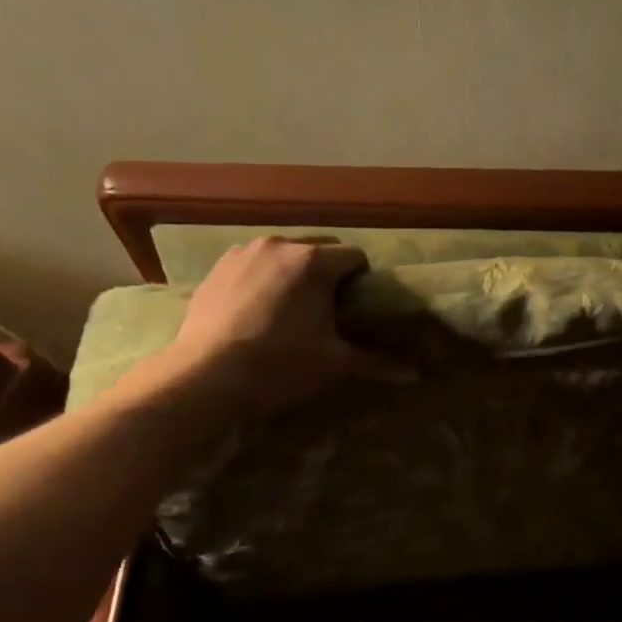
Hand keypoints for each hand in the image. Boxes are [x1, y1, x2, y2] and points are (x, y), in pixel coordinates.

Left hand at [161, 237, 407, 416]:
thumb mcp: (333, 364)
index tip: (357, 310)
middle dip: (328, 275)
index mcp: (314, 261)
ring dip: (294, 275)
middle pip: (319, 250)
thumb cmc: (279, 366)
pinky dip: (262, 280)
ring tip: (289, 312)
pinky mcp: (217, 268)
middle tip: (326, 313)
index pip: (355, 257)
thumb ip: (376, 363)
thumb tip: (416, 375)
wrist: (206, 377)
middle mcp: (280, 244)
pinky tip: (255, 312)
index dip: (362, 282)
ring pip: (284, 256)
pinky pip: (253, 265)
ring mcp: (243, 252)